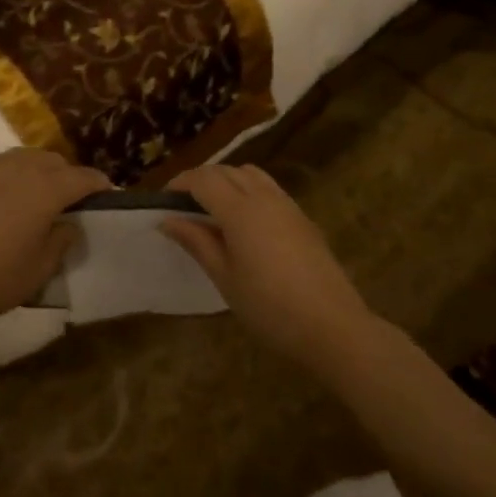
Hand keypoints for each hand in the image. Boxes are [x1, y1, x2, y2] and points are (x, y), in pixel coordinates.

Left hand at [0, 148, 109, 336]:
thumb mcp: (38, 270)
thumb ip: (61, 241)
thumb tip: (68, 223)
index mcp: (46, 189)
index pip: (84, 177)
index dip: (99, 186)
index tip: (107, 195)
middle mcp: (20, 167)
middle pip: (54, 162)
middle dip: (67, 177)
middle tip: (68, 202)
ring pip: (24, 158)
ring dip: (37, 172)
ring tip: (34, 196)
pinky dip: (9, 174)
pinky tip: (1, 196)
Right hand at [160, 165, 375, 368]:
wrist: (332, 326)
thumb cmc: (269, 307)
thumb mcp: (225, 277)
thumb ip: (197, 242)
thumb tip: (167, 220)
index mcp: (240, 210)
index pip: (203, 179)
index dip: (180, 184)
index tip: (163, 202)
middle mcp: (264, 197)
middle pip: (226, 171)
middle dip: (201, 180)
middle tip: (182, 206)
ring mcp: (287, 204)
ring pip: (250, 174)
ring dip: (227, 180)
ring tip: (212, 209)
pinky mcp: (302, 217)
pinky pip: (269, 188)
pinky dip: (248, 190)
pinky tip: (244, 221)